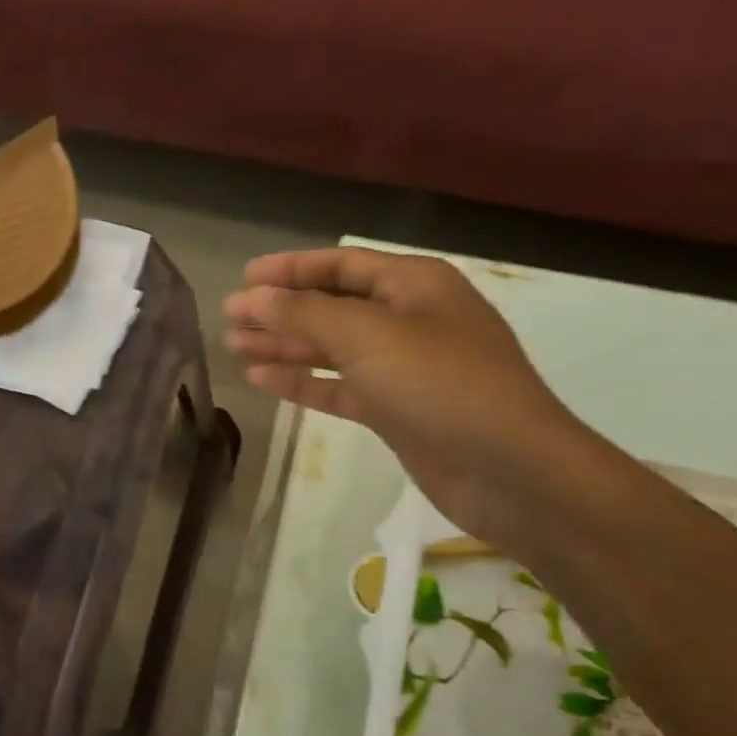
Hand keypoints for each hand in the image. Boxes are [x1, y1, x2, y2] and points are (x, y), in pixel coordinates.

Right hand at [223, 249, 601, 545]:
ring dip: (285, 347)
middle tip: (229, 318)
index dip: (291, 269)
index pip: (342, 265)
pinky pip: (339, 387)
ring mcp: (402, 368)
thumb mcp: (368, 337)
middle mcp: (409, 320)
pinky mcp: (395, 410)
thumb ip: (305, 314)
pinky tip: (262, 381)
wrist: (507, 469)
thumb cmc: (441, 385)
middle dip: (280, 310)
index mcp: (414, 285)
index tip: (244, 278)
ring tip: (234, 347)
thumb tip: (253, 297)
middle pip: (332, 307)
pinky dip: (303, 383)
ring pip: (331, 349)